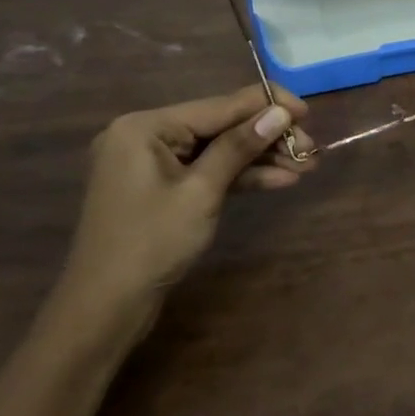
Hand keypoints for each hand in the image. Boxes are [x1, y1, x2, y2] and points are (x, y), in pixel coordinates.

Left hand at [59, 85, 316, 330]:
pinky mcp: (163, 187)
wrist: (104, 310)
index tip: (309, 112)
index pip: (220, 105)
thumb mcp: (202, 192)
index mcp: (146, 126)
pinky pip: (208, 170)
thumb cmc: (151, 244)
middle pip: (221, 126)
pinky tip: (280, 180)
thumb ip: (240, 146)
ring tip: (305, 166)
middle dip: (267, 138)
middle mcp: (147, 135)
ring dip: (261, 158)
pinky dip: (240, 176)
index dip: (268, 106)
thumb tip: (281, 113)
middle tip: (311, 150)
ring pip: (219, 149)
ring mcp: (153, 163)